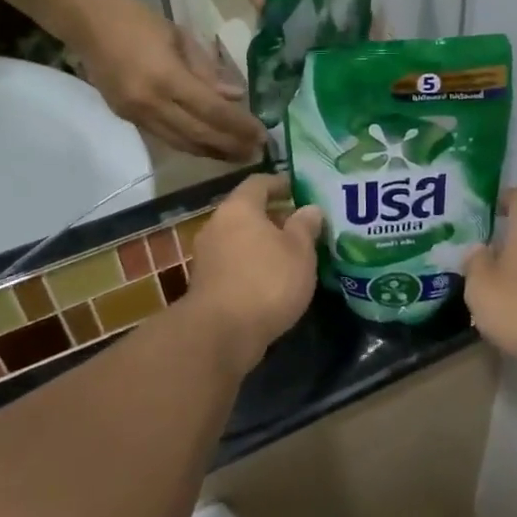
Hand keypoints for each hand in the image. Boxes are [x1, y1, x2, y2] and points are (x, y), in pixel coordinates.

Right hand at [72, 0, 265, 161]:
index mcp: (166, 78)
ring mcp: (136, 115)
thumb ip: (208, 70)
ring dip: (212, 151)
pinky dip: (190, 143)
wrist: (86, 22)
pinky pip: (165, 138)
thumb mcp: (180, 37)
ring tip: (238, 155)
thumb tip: (236, 96)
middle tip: (256, 152)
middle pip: (199, 134)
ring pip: (181, 143)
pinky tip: (208, 145)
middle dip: (230, 146)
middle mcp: (151, 104)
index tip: (263, 135)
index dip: (239, 126)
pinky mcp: (127, 118)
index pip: (212, 111)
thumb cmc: (137, 20)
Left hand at [186, 175, 323, 374]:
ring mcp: (207, 255)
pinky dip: (252, 265)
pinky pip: (234, 263)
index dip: (281, 183)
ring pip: (240, 239)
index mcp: (239, 208)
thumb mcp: (299, 251)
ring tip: (292, 256)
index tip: (300, 190)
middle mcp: (217, 225)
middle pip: (247, 211)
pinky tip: (273, 280)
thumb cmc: (267, 281)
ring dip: (263, 243)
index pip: (259, 182)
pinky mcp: (205, 284)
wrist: (221, 333)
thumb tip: (310, 209)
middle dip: (274, 217)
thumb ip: (305, 226)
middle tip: (302, 227)